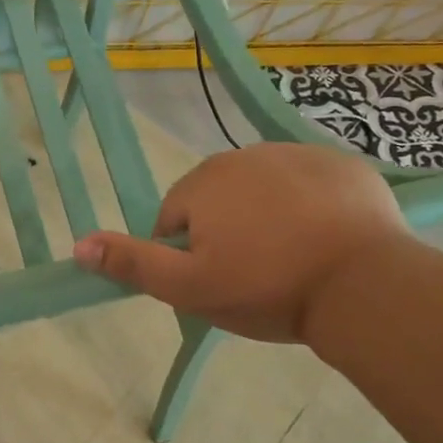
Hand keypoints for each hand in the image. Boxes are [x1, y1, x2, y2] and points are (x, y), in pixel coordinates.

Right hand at [72, 142, 407, 343]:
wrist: (364, 285)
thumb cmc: (266, 288)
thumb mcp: (188, 288)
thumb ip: (133, 264)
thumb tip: (78, 244)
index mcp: (203, 182)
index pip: (173, 220)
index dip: (187, 257)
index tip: (216, 283)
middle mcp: (244, 155)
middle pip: (217, 201)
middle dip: (226, 233)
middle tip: (253, 276)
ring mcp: (297, 154)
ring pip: (262, 192)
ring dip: (266, 219)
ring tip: (291, 260)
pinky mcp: (341, 164)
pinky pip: (308, 186)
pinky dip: (309, 208)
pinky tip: (325, 241)